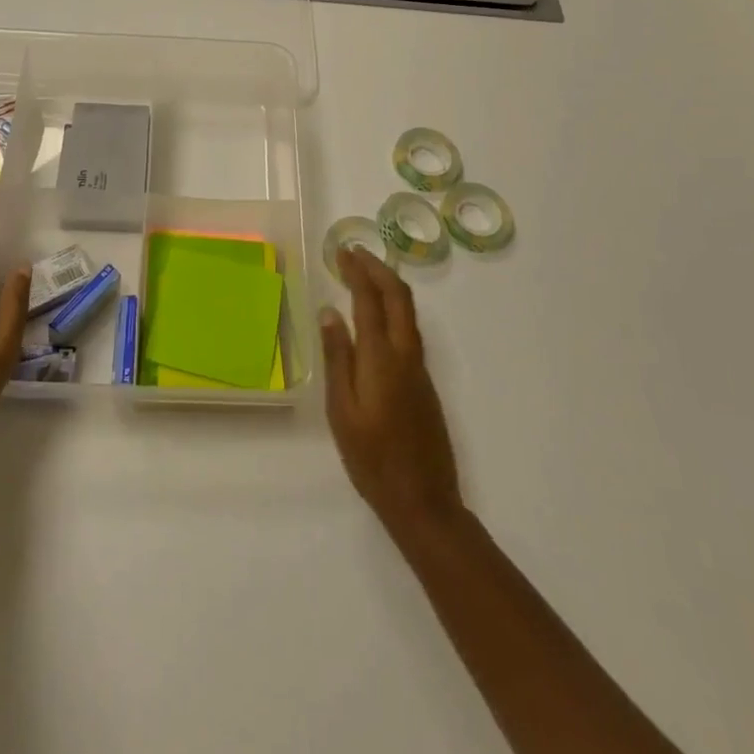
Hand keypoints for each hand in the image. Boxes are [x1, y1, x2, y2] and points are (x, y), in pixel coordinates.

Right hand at [321, 247, 463, 540]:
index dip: (357, 271)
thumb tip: (329, 311)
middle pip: (399, 296)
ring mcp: (419, 368)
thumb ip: (337, 358)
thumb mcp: (342, 410)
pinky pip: (409, 329)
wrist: (424, 501)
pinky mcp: (424, 382)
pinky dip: (393, 308)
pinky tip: (377, 316)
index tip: (343, 251)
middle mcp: (406, 354)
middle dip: (378, 268)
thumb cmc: (373, 459)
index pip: (370, 299)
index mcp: (382, 358)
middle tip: (354, 253)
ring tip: (364, 275)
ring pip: (408, 311)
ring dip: (388, 285)